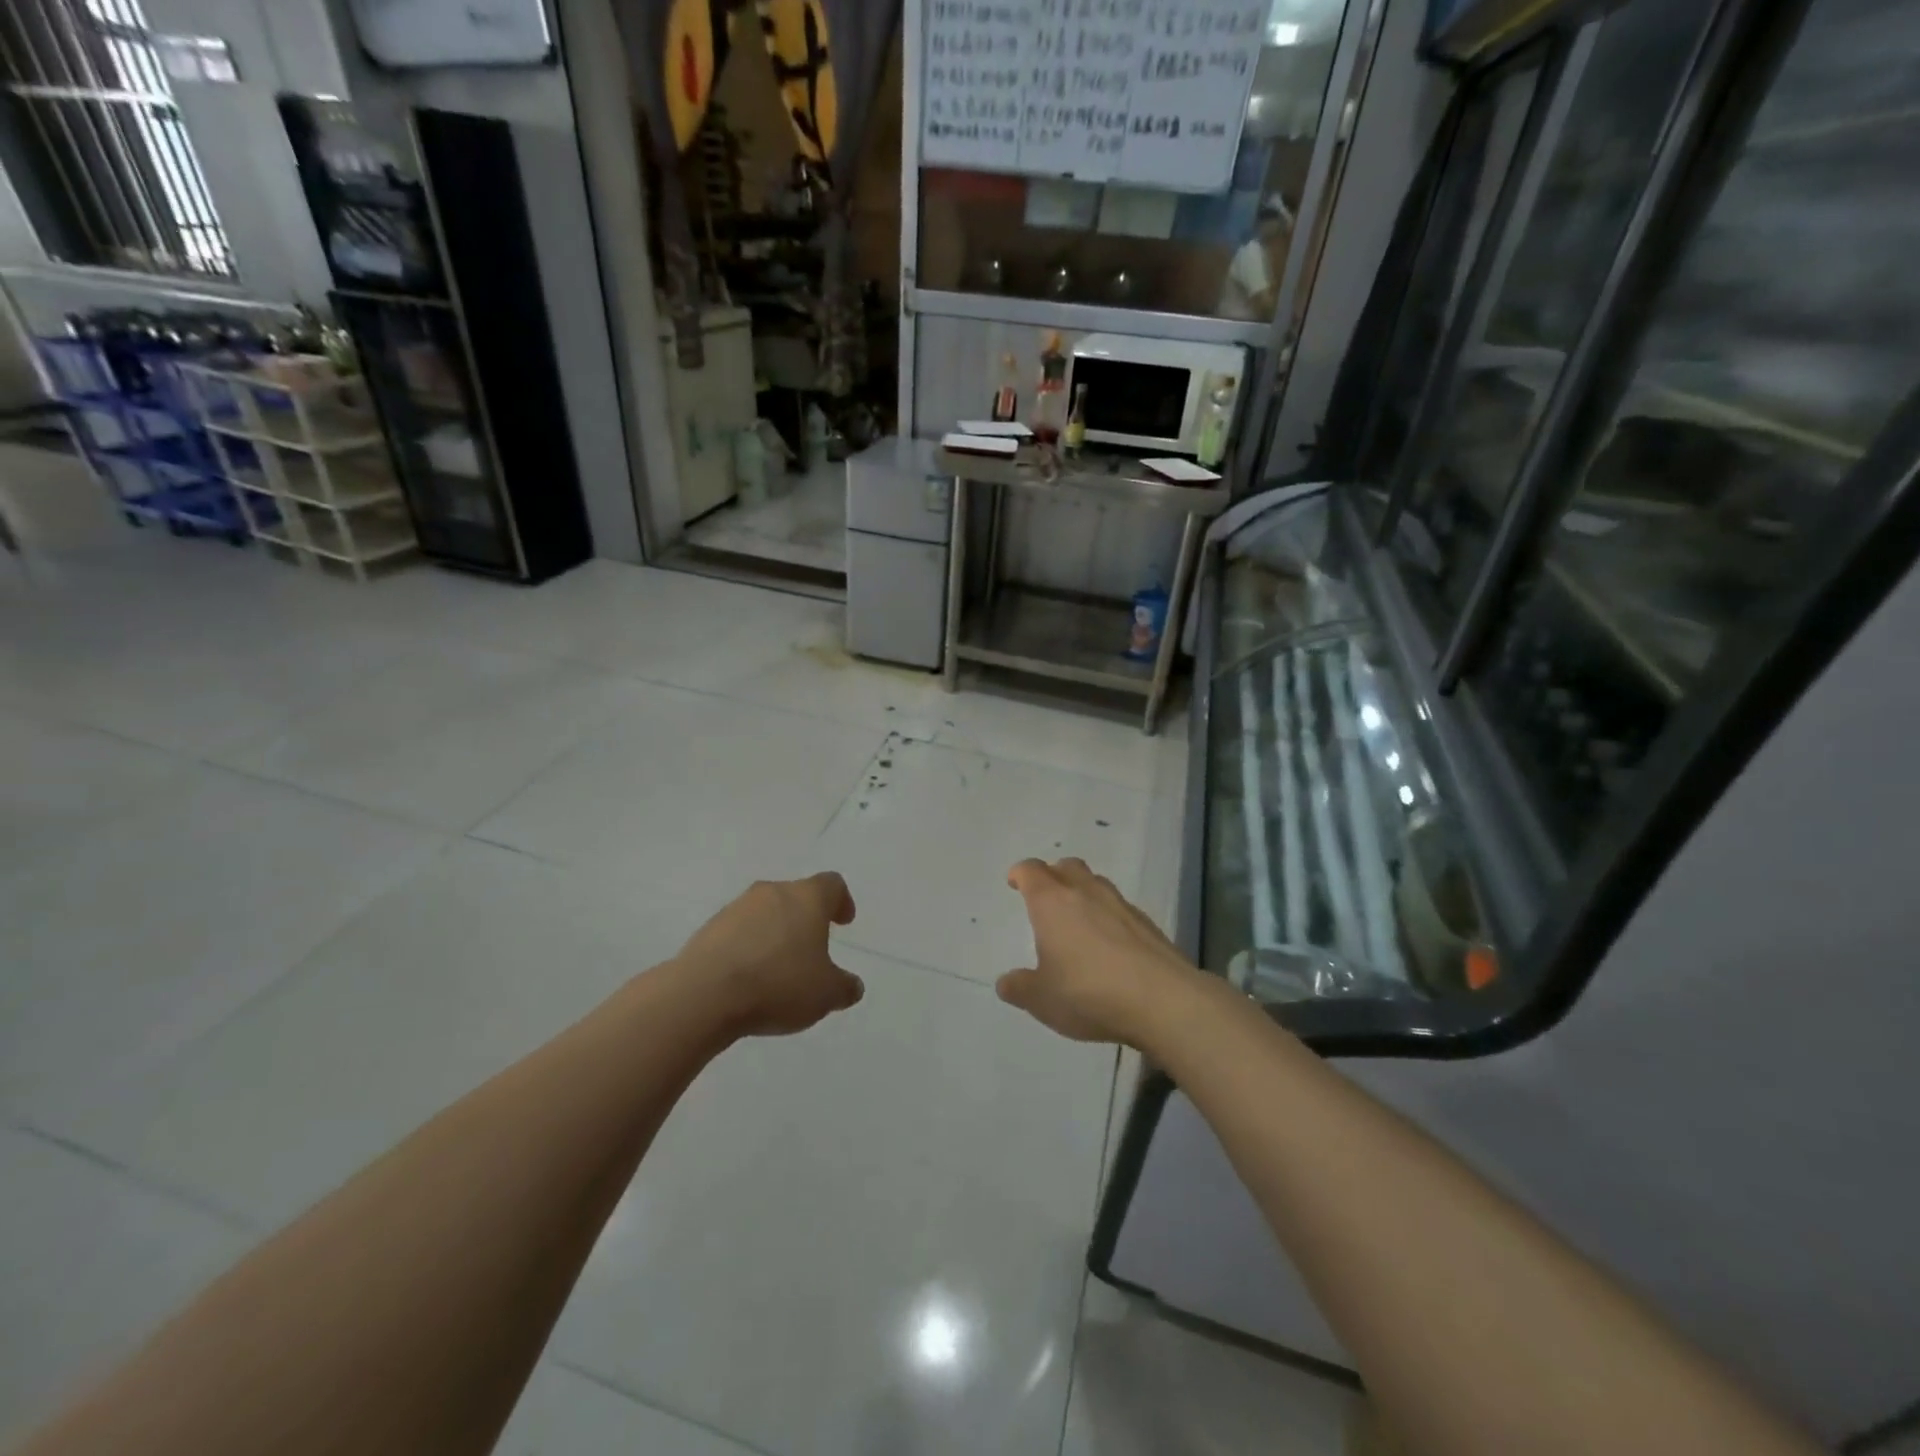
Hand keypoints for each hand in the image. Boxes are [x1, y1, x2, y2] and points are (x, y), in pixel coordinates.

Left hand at [675, 873, 864, 1037]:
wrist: (703, 995)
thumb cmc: (778, 984)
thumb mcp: (825, 995)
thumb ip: (844, 987)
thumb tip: (852, 985)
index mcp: (806, 898)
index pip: (832, 884)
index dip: (841, 900)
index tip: (843, 921)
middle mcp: (772, 893)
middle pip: (796, 895)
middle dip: (806, 918)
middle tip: (812, 948)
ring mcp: (736, 908)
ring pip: (765, 912)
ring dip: (775, 932)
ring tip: (778, 967)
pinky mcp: (709, 929)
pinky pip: (738, 932)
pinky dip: (748, 947)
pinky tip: (749, 977)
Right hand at [996, 858, 1203, 1047]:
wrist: (1162, 1000)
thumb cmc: (1089, 993)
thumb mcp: (1042, 999)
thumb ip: (1020, 988)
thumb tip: (1006, 982)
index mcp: (1052, 902)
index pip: (1031, 871)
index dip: (1020, 873)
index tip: (1015, 882)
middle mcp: (1086, 892)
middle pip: (1066, 866)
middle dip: (1052, 875)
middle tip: (1045, 896)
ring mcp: (1120, 905)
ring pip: (1095, 883)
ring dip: (1082, 892)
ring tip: (1077, 919)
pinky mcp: (1147, 923)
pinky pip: (1119, 908)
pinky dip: (1108, 916)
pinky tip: (1109, 944)